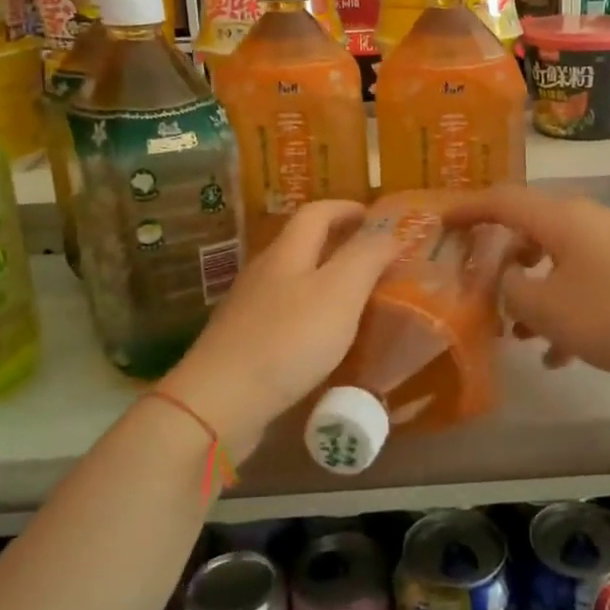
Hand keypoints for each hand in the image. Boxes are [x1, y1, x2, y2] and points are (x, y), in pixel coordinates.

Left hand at [167, 201, 403, 462]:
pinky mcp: (245, 343)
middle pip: (303, 244)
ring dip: (327, 281)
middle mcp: (265, 272)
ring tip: (360, 299)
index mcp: (287, 252)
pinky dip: (313, 314)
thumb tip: (389, 231)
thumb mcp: (340, 292)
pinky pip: (287, 315)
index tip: (376, 217)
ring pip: (295, 281)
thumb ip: (367, 256)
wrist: (220, 402)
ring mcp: (250, 308)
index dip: (347, 208)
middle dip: (340, 244)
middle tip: (377, 259)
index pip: (317, 212)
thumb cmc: (287, 340)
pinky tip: (327, 340)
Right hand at [447, 186, 609, 379]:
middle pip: (529, 232)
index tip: (439, 222)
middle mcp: (586, 221)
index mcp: (560, 218)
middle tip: (479, 289)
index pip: (501, 201)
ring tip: (517, 335)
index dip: (466, 209)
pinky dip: (566, 309)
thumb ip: (511, 291)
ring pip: (557, 262)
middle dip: (501, 263)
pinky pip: (586, 283)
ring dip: (533, 294)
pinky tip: (561, 354)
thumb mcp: (548, 308)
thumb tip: (505, 281)